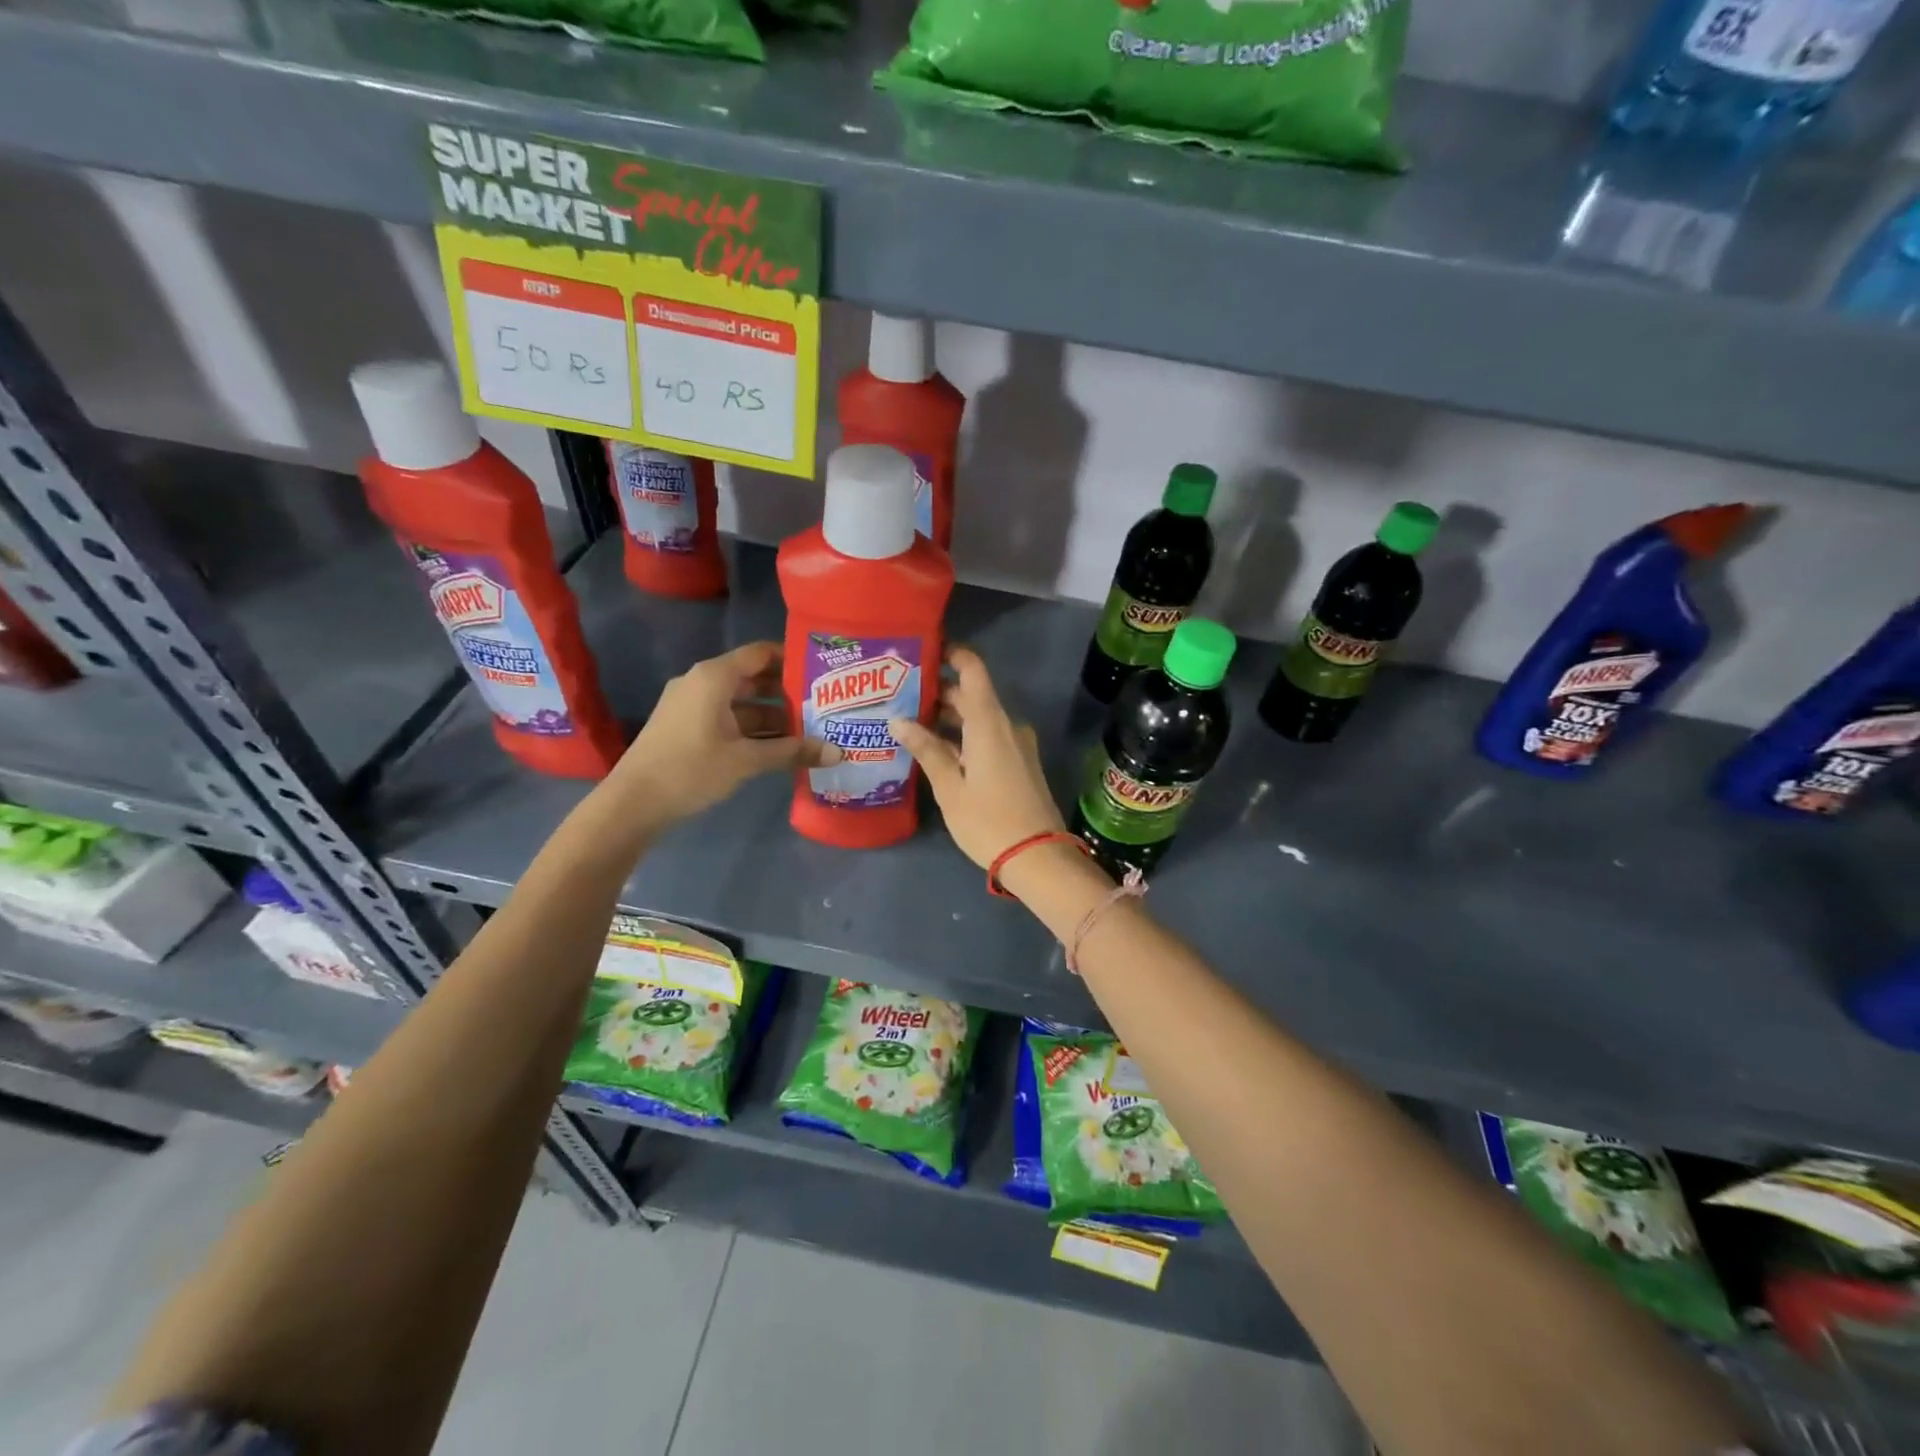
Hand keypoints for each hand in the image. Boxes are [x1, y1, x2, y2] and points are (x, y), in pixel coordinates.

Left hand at [614, 641, 835, 822]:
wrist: (632, 802)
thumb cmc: (691, 769)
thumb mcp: (747, 760)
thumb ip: (793, 752)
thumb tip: (838, 753)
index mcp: (714, 677)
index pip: (761, 653)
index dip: (792, 659)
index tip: (822, 672)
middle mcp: (702, 682)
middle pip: (753, 677)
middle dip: (788, 692)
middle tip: (823, 705)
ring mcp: (692, 705)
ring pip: (742, 702)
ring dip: (773, 715)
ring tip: (809, 730)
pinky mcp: (687, 726)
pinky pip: (728, 717)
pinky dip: (752, 728)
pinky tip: (778, 747)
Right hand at [889, 646, 1066, 869]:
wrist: (1038, 857)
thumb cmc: (988, 821)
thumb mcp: (950, 787)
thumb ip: (927, 749)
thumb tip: (899, 720)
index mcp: (989, 722)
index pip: (972, 669)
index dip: (951, 653)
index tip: (923, 650)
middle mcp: (1006, 725)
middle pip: (972, 696)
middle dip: (938, 692)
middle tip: (899, 695)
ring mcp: (1017, 744)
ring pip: (979, 718)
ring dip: (949, 717)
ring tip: (910, 723)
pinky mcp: (1020, 763)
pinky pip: (989, 736)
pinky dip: (964, 735)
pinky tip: (937, 750)